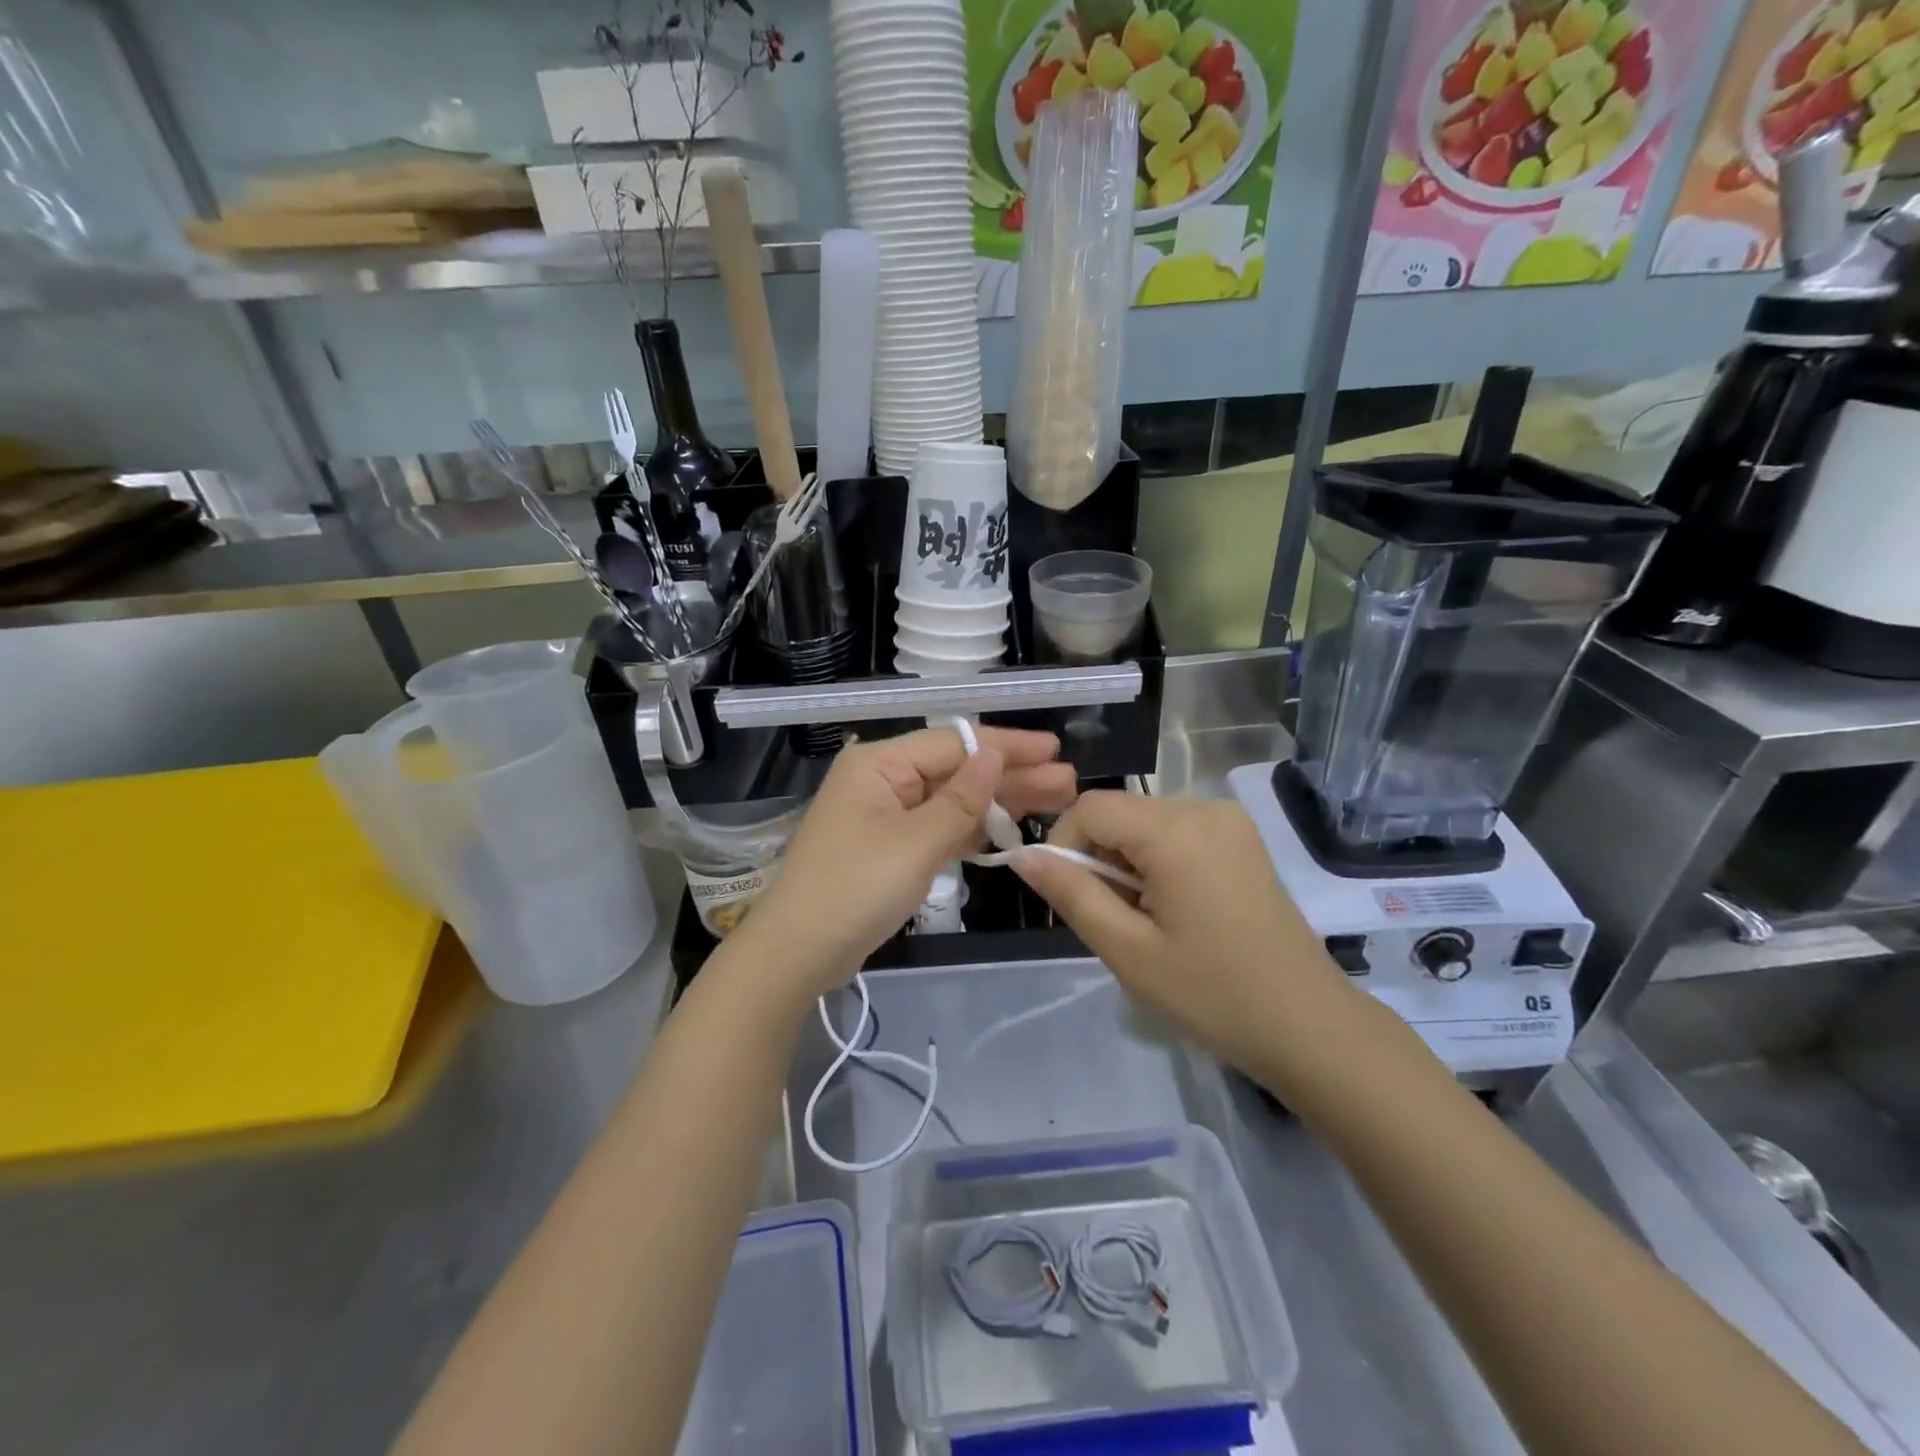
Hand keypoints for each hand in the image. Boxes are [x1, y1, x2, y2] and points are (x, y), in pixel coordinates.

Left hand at [738, 726, 1077, 997]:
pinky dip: (972, 830)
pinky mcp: (891, 849)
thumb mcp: (915, 842)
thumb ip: (961, 799)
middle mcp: (883, 781)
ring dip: (998, 803)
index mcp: (879, 765)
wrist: (798, 953)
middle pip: (957, 771)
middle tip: (1067, 782)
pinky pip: (939, 829)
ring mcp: (886, 816)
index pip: (953, 744)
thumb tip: (993, 754)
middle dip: (1011, 776)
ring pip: (952, 801)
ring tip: (1055, 800)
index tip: (1052, 750)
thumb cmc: (855, 889)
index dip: (1006, 746)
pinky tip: (1010, 830)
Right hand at [1012, 792, 1358, 1087]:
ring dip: (1128, 863)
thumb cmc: (1212, 994)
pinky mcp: (1242, 838)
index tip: (1071, 899)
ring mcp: (1230, 821)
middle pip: (1120, 813)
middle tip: (1115, 921)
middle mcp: (1205, 808)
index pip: (1090, 808)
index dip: (1064, 846)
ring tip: (1148, 922)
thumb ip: (1070, 893)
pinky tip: (1176, 910)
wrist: (1308, 1026)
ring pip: (1145, 823)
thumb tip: (1022, 856)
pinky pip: (1176, 832)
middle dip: (1100, 860)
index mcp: (1176, 830)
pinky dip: (1158, 862)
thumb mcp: (1127, 949)